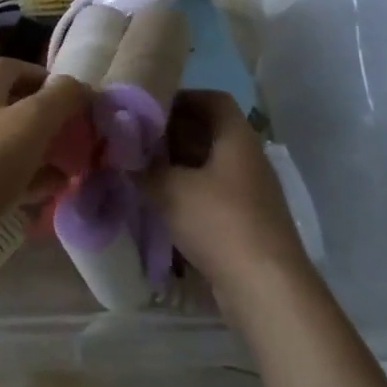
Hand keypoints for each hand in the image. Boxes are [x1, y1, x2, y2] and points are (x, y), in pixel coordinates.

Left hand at [0, 59, 87, 284]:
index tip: (73, 97)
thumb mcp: (33, 120)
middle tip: (79, 135)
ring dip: (45, 151)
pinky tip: (54, 191)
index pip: (16, 68)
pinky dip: (32, 179)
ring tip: (75, 165)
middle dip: (51, 119)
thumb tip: (80, 86)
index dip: (46, 77)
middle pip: (18, 107)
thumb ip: (61, 98)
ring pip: (15, 143)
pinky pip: (8, 175)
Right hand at [145, 91, 313, 312]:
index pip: (213, 100)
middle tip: (137, 140)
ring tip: (142, 171)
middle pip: (209, 133)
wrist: (265, 289)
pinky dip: (188, 195)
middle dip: (173, 134)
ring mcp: (249, 192)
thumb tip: (121, 155)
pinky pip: (212, 195)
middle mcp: (247, 159)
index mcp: (236, 138)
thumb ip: (143, 168)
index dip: (182, 97)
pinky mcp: (246, 223)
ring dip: (178, 167)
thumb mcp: (170, 189)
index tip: (149, 107)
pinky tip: (162, 206)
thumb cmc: (219, 222)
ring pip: (209, 167)